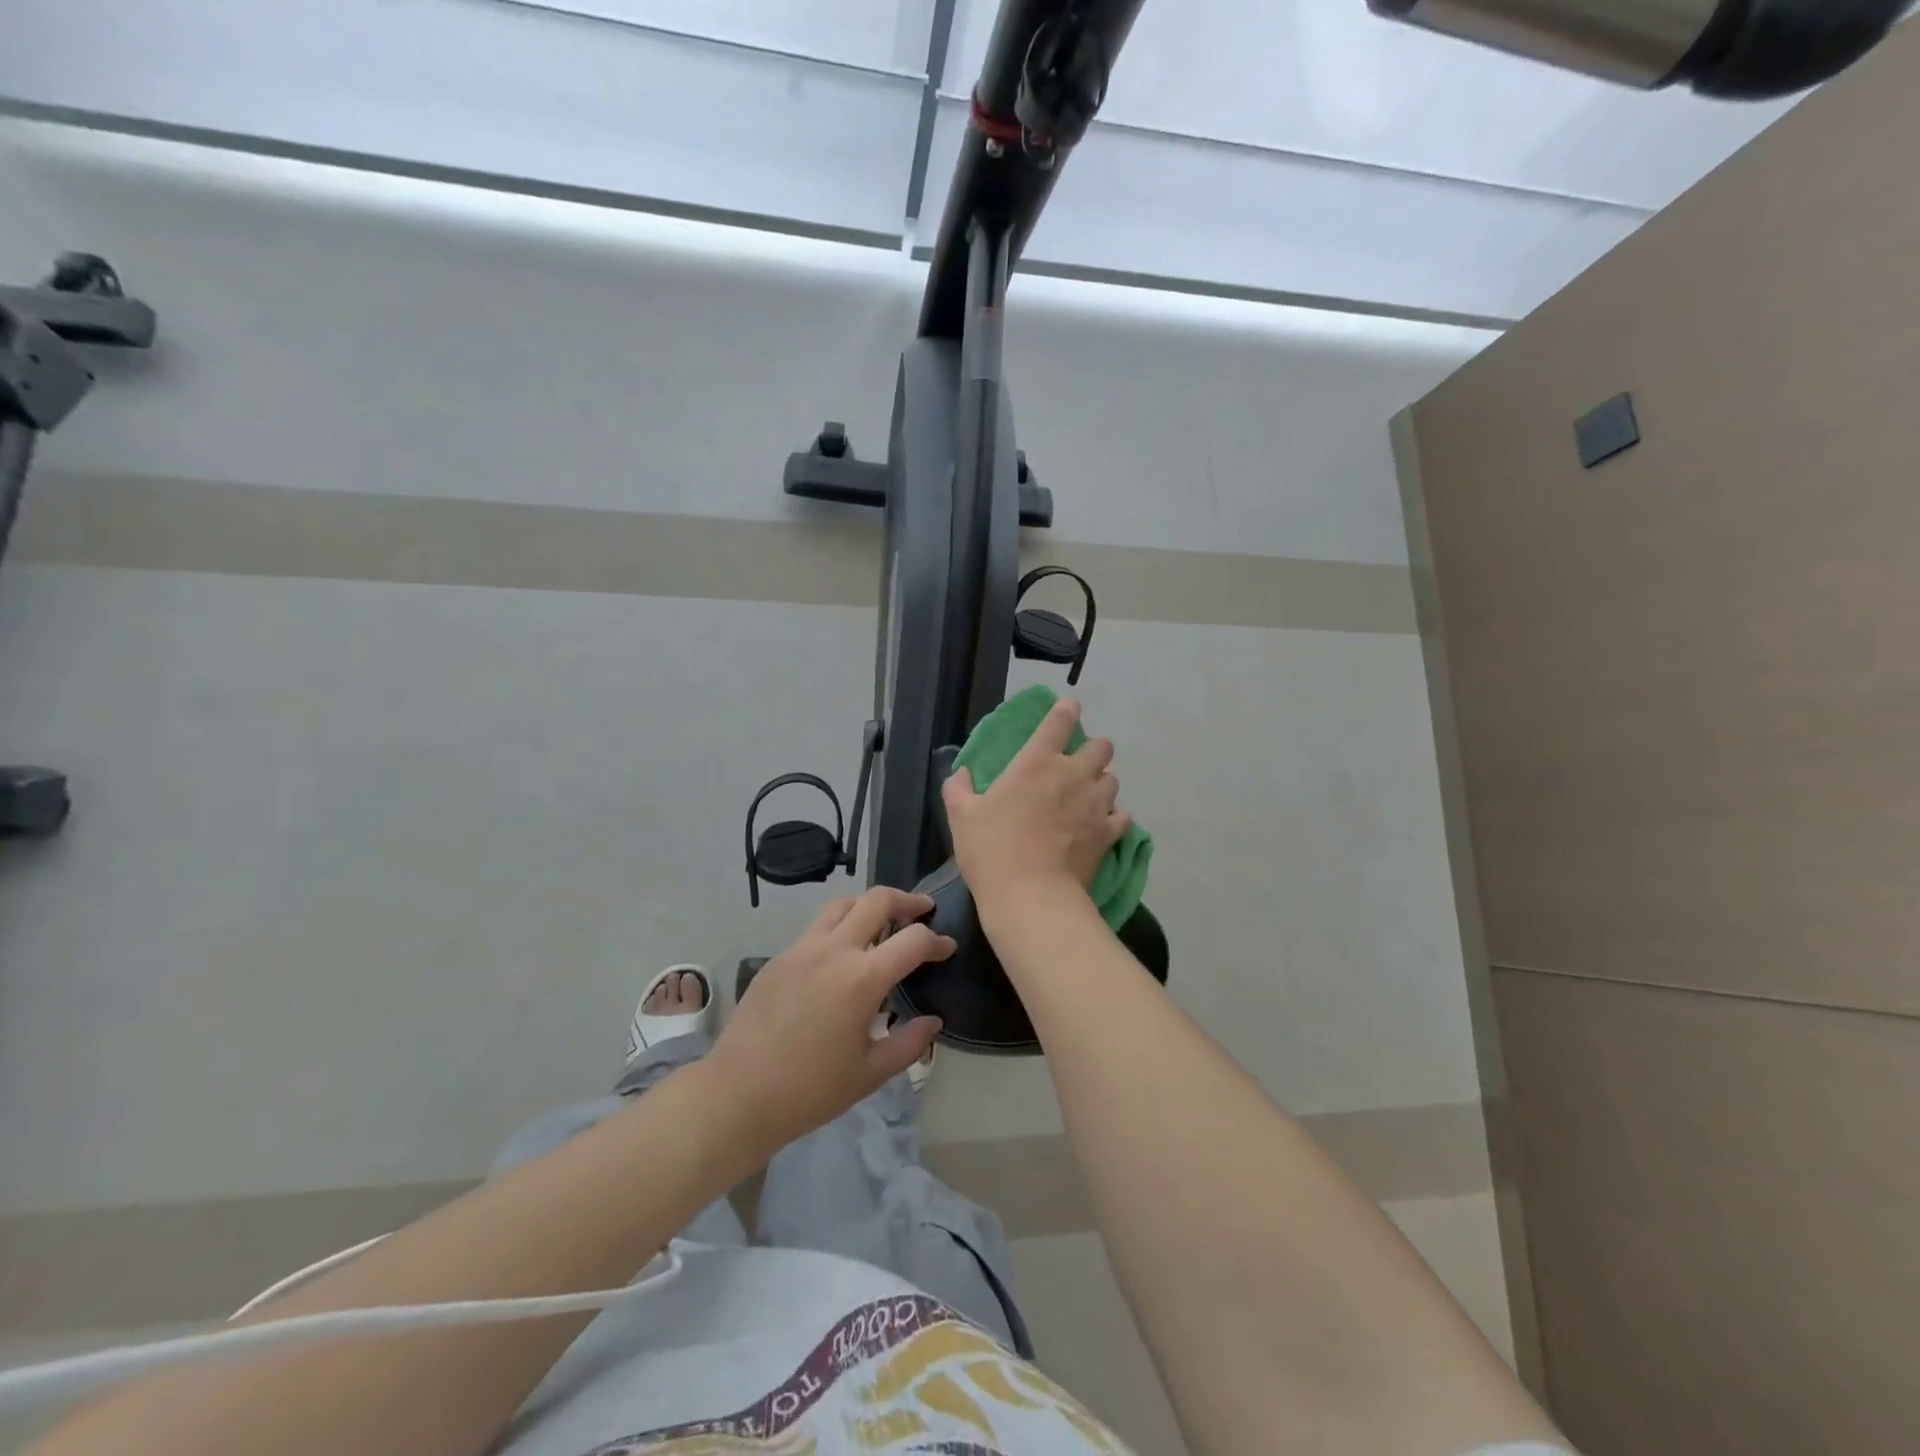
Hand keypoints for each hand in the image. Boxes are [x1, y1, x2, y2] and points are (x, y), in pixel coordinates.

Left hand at [709, 887, 953, 1153]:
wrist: (737, 1095)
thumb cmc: (809, 1091)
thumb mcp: (869, 1074)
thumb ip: (908, 1043)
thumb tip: (933, 1021)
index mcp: (861, 979)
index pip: (912, 940)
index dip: (937, 941)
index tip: (948, 949)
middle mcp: (833, 951)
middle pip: (877, 900)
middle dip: (907, 900)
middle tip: (922, 910)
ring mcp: (801, 949)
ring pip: (842, 905)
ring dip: (869, 905)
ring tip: (883, 922)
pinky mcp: (779, 958)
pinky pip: (817, 928)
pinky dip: (840, 926)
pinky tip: (842, 954)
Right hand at [943, 696, 1128, 914]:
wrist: (1030, 896)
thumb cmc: (991, 851)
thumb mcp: (961, 816)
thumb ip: (958, 788)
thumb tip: (961, 773)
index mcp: (1036, 762)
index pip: (1060, 720)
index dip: (1066, 710)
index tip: (1067, 709)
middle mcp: (1072, 774)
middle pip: (1102, 746)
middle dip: (1092, 751)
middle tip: (1077, 767)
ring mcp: (1095, 803)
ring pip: (1113, 780)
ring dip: (1101, 784)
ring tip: (1088, 798)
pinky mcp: (1108, 833)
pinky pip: (1121, 815)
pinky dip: (1113, 817)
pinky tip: (1101, 825)